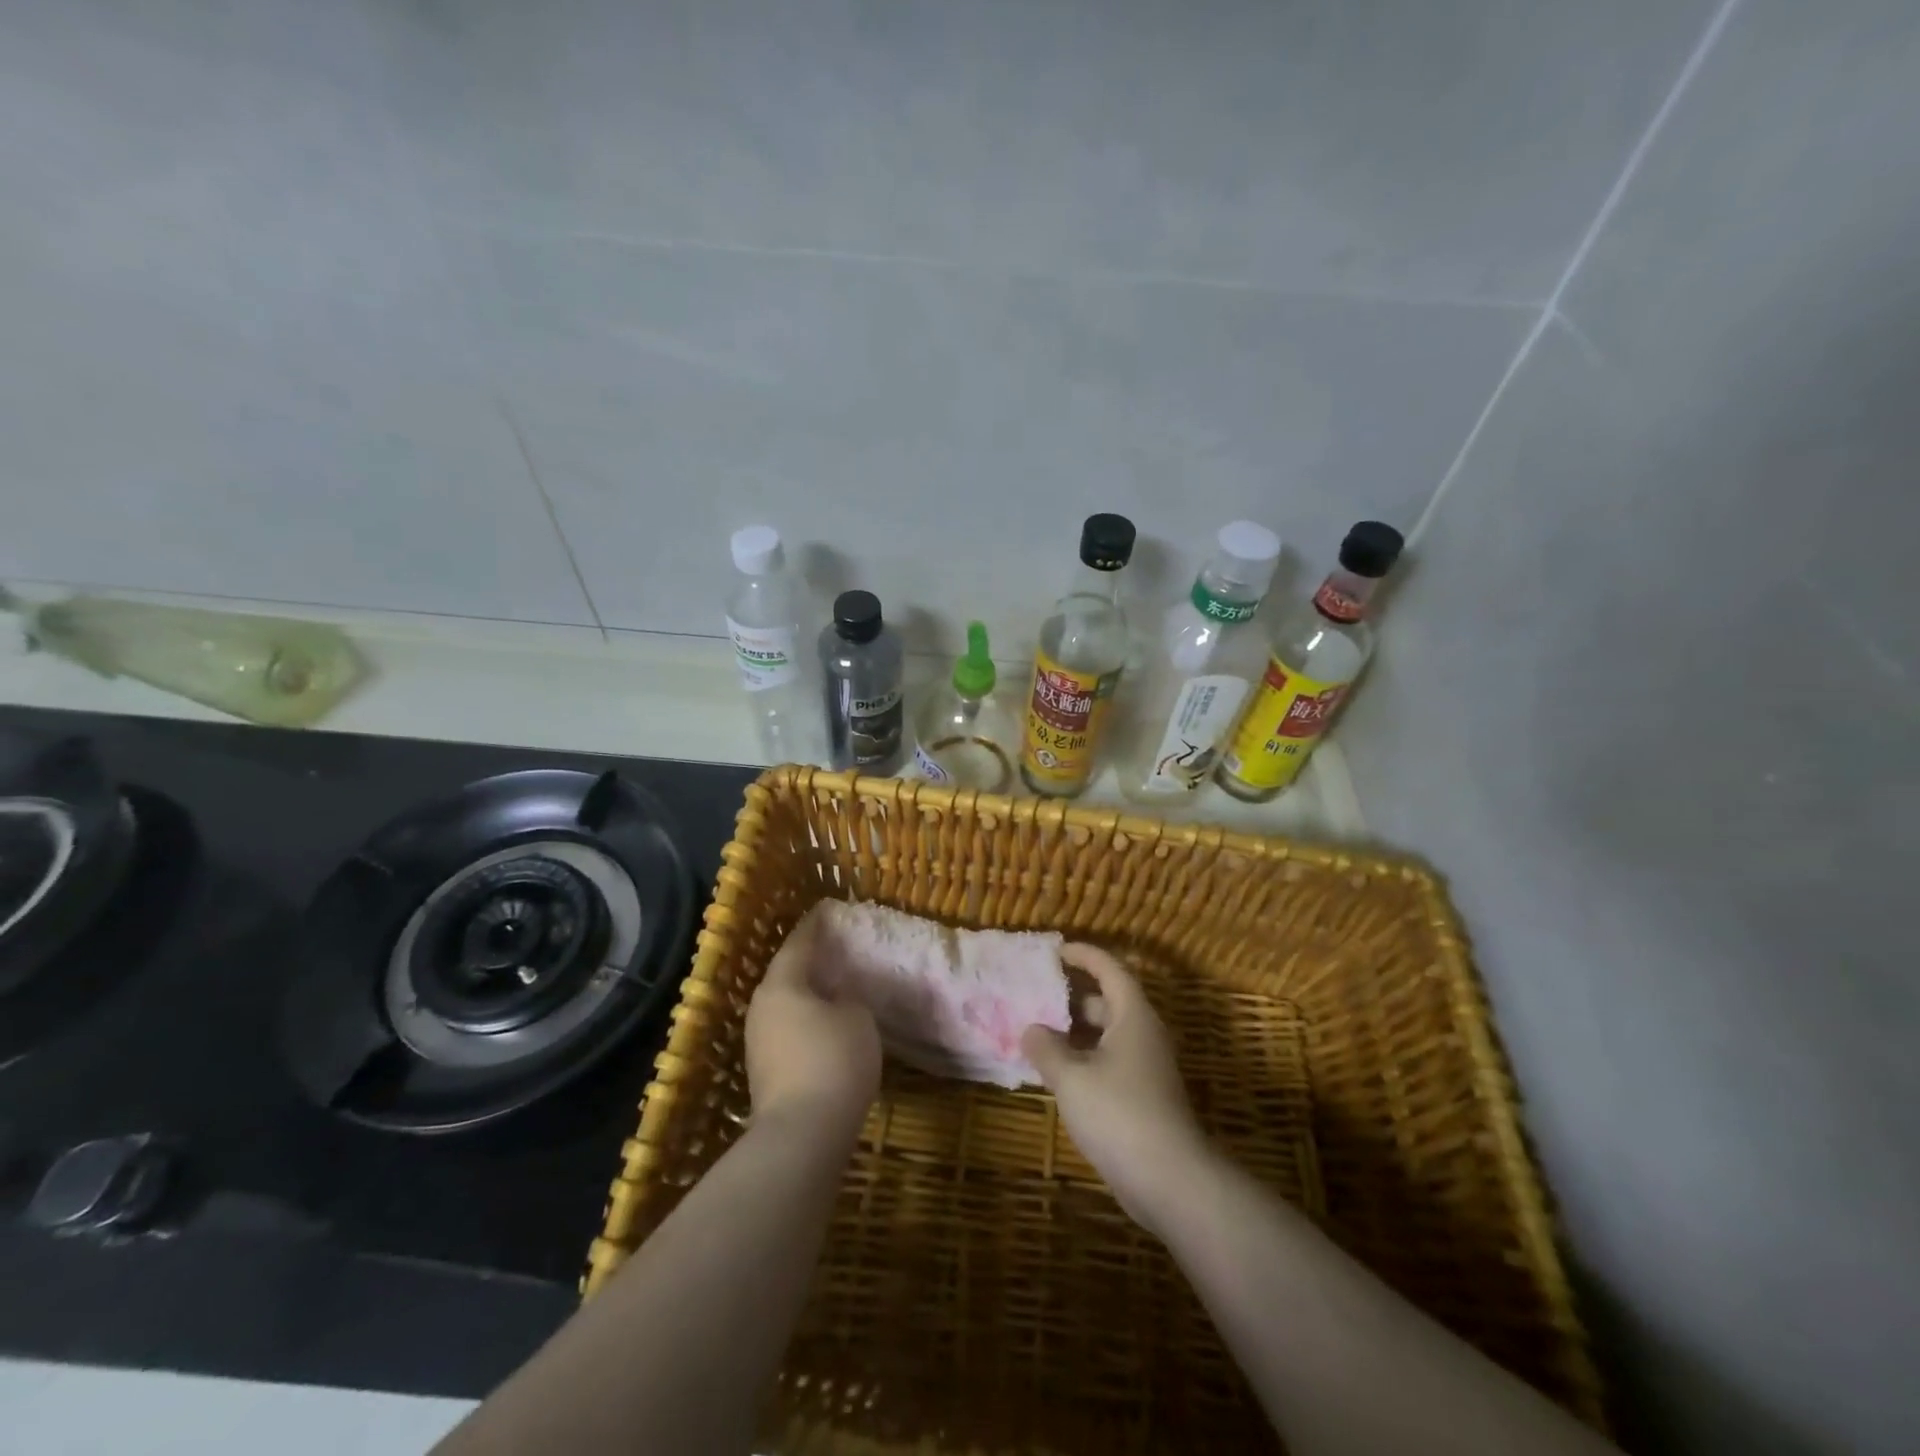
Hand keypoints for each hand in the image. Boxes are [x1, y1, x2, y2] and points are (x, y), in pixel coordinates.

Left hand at [745, 905, 881, 1136]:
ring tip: (835, 987)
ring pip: (786, 1004)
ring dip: (808, 994)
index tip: (827, 910)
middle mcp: (762, 1006)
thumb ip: (848, 998)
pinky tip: (827, 1026)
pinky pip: (788, 1031)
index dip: (815, 925)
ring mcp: (758, 1041)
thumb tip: (837, 998)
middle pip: (787, 973)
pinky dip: (806, 1021)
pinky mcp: (764, 1071)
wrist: (802, 1135)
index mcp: (782, 984)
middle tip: (836, 949)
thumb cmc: (833, 1061)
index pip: (799, 942)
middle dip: (810, 961)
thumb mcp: (857, 1018)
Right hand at [1022, 944, 1209, 1237]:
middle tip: (1037, 993)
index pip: (1109, 969)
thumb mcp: (1071, 1077)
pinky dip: (1083, 1058)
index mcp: (1132, 1016)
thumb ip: (1046, 1048)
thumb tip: (1031, 1029)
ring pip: (1107, 1035)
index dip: (1083, 955)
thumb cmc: (1119, 1113)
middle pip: (1108, 1001)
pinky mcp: (1142, 1097)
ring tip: (1038, 1032)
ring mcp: (1145, 1068)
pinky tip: (1057, 1073)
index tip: (1055, 951)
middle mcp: (1142, 1034)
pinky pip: (1108, 1062)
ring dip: (1074, 1030)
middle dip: (1073, 995)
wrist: (1171, 1180)